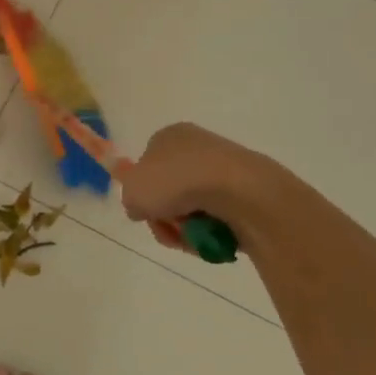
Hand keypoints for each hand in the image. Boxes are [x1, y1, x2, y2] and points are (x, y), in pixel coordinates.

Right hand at [121, 122, 269, 251]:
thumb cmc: (176, 182)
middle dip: (165, 216)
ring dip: (185, 228)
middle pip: (170, 191)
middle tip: (167, 229)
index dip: (141, 192)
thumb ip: (129, 199)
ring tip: (190, 236)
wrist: (238, 192)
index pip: (146, 165)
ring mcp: (223, 170)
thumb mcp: (132, 192)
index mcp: (168, 137)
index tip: (144, 211)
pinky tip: (211, 237)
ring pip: (193, 208)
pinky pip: (219, 218)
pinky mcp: (246, 193)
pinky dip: (211, 232)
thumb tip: (141, 207)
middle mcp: (196, 148)